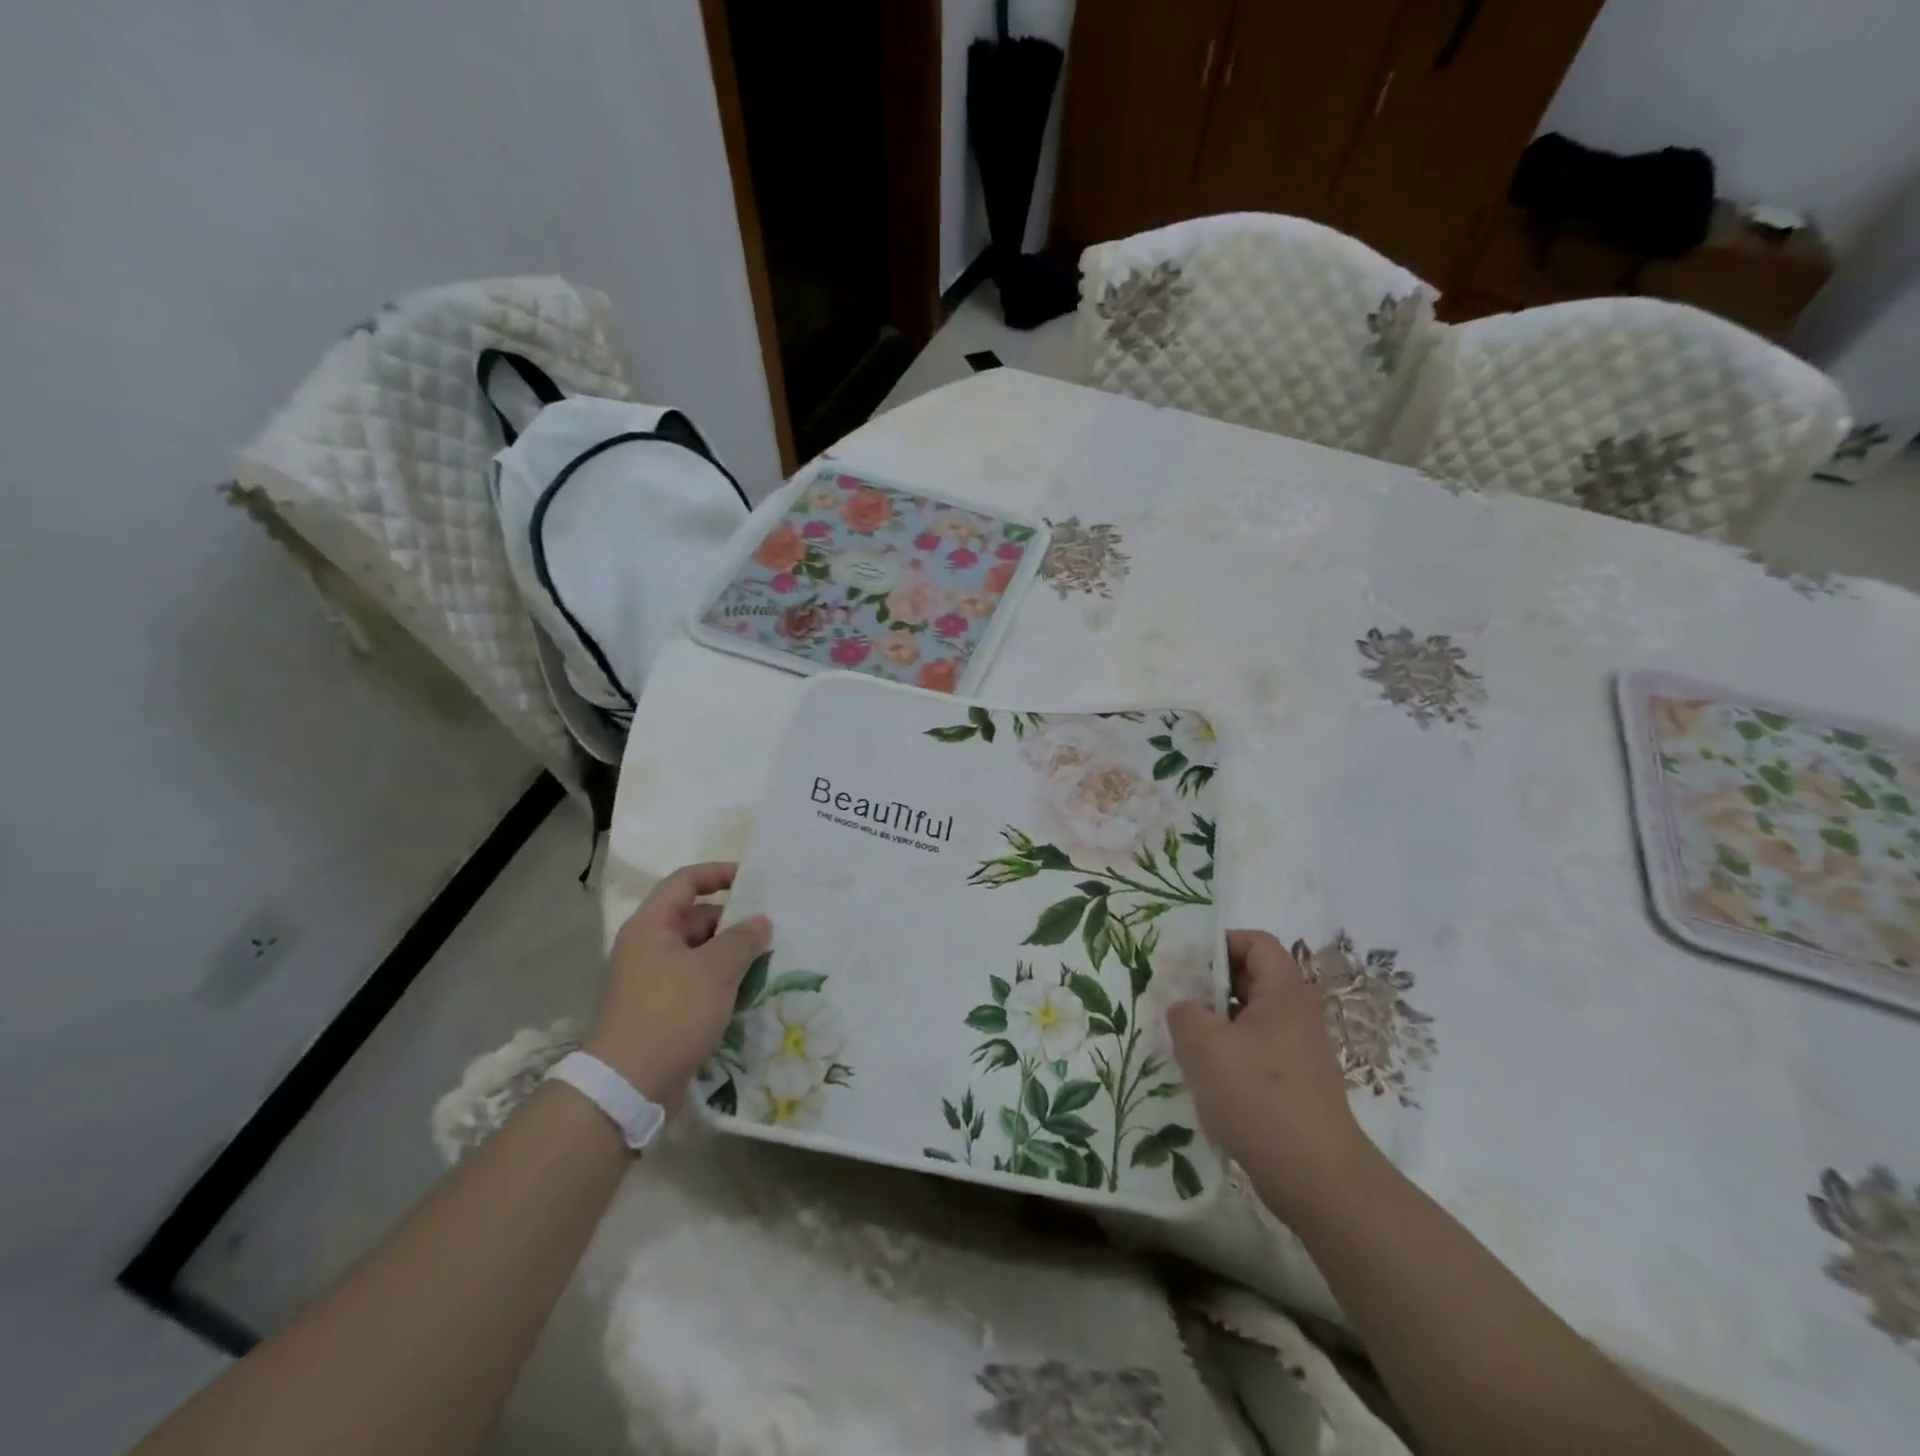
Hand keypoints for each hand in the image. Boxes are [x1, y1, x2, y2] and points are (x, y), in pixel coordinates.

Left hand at [585, 862, 770, 1112]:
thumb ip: (742, 939)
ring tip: (767, 959)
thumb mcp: (715, 970)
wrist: (628, 1086)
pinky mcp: (661, 1009)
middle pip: (694, 917)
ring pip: (698, 952)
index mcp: (651, 926)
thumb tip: (761, 921)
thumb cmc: (671, 1014)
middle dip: (732, 921)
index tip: (753, 880)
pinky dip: (720, 980)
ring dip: (730, 953)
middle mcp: (647, 946)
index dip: (718, 873)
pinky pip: (696, 981)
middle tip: (770, 929)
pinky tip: (748, 990)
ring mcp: (652, 979)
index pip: (685, 881)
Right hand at [1168, 930, 1372, 1222]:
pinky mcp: (1296, 1085)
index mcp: (1284, 992)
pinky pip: (1257, 1052)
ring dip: (1217, 1025)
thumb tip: (1185, 1008)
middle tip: (1177, 1003)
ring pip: (1251, 1019)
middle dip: (1211, 987)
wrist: (1317, 1178)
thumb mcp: (1204, 1044)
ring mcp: (1300, 1052)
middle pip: (1252, 979)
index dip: (1221, 944)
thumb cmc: (1259, 1096)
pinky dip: (1230, 1056)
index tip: (1187, 967)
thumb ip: (1184, 1012)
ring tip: (1185, 1044)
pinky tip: (1207, 1080)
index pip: (1256, 942)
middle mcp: (1298, 1014)